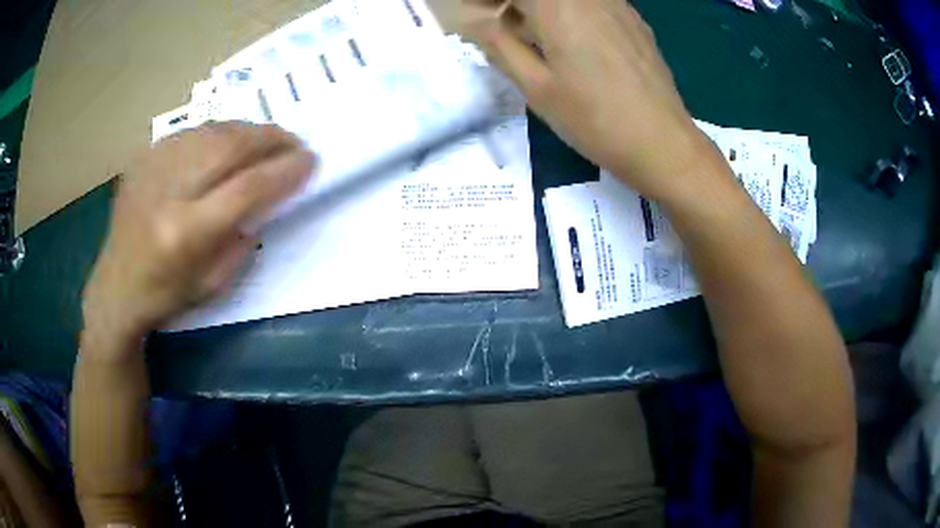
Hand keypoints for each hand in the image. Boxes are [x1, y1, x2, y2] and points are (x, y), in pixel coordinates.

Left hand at [82, 122, 314, 343]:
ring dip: (248, 131)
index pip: (247, 188)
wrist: (115, 287)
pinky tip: (229, 142)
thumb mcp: (214, 284)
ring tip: (267, 140)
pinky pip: (191, 132)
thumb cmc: (166, 296)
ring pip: (212, 130)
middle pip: (230, 146)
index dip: (284, 170)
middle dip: (271, 139)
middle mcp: (168, 192)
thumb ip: (244, 238)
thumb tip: (268, 197)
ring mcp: (152, 168)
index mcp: (186, 233)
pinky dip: (219, 132)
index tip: (310, 161)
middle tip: (294, 142)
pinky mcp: (143, 158)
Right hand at [457, 0, 715, 199]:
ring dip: (542, 6)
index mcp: (557, 6)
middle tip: (502, 24)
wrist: (662, 144)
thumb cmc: (594, 119)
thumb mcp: (536, 87)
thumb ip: (501, 46)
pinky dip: (571, 9)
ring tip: (532, 31)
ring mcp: (617, 5)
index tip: (474, 12)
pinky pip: (593, 2)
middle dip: (515, 3)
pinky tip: (572, 37)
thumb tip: (478, 23)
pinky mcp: (635, 21)